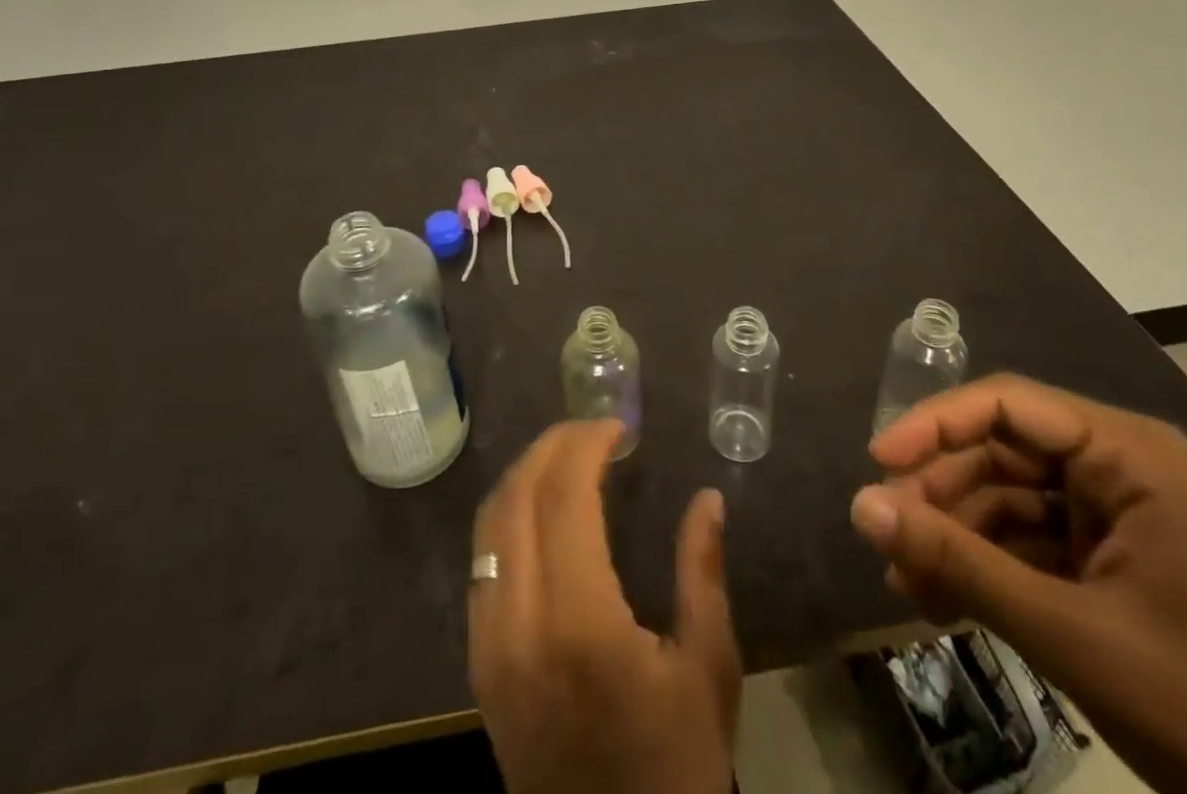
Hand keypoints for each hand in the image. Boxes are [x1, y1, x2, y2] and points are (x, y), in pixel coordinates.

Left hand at [467, 420, 739, 793]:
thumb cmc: (673, 768)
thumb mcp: (708, 673)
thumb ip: (702, 574)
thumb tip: (706, 498)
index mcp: (580, 622)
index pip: (563, 495)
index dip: (586, 444)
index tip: (618, 427)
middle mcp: (519, 623)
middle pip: (517, 496)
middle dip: (553, 446)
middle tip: (594, 431)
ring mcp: (489, 643)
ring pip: (490, 523)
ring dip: (527, 474)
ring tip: (570, 458)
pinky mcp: (478, 663)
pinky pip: (484, 561)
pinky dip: (509, 515)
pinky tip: (543, 512)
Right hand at [852, 375, 1186, 793]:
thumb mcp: (1068, 633)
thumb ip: (957, 562)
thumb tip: (860, 505)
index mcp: (1129, 455)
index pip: (1008, 405)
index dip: (934, 423)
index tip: (878, 462)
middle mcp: (1120, 468)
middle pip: (1000, 452)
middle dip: (941, 496)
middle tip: (887, 538)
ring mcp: (1117, 516)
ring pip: (1006, 498)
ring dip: (954, 538)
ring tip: (906, 584)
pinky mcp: (1111, 560)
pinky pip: (1027, 542)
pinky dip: (984, 568)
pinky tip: (940, 602)